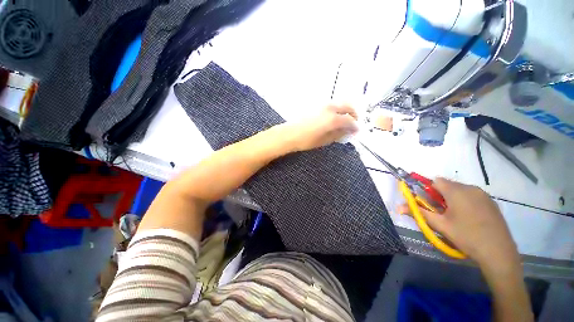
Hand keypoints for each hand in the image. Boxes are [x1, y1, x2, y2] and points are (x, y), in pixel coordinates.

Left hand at [280, 104, 358, 151]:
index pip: (350, 120)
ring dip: (345, 110)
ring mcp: (322, 105)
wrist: (290, 134)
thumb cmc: (307, 140)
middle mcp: (330, 108)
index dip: (354, 126)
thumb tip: (347, 131)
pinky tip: (333, 118)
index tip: (356, 131)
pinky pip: (331, 105)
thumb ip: (338, 134)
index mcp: (333, 119)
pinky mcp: (316, 105)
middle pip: (347, 106)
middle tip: (353, 123)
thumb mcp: (324, 140)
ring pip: (339, 103)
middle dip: (353, 114)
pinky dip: (336, 109)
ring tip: (343, 120)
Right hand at [400, 178, 519, 270]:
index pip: (436, 181)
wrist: (498, 252)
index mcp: (457, 191)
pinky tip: (470, 218)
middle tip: (442, 212)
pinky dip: (465, 202)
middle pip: (448, 185)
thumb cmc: (466, 236)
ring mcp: (483, 194)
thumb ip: (418, 212)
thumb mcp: (440, 225)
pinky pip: (472, 195)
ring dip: (453, 198)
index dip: (429, 190)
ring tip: (456, 217)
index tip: (430, 203)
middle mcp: (471, 188)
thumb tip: (398, 207)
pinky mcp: (491, 202)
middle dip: (440, 195)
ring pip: (460, 190)